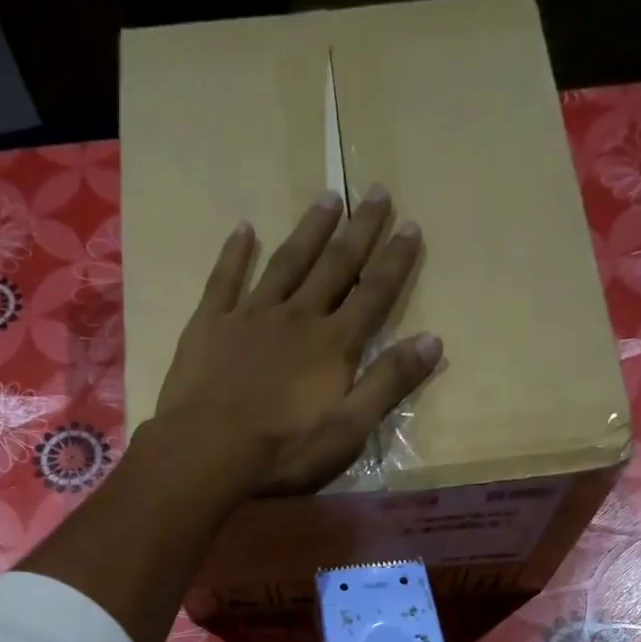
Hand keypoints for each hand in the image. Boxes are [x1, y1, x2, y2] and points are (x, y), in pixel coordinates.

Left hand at [150, 185, 438, 495]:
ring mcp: (250, 315)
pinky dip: (235, 252)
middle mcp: (297, 317)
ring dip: (309, 230)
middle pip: (334, 266)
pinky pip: (225, 279)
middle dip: (359, 230)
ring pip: (286, 263)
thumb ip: (388, 383)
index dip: (394, 261)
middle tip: (376, 191)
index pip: (373, 294)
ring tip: (327, 198)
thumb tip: (433, 340)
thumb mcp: (348, 429)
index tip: (411, 226)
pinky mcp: (210, 324)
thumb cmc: (283, 450)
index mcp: (333, 344)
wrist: (207, 451)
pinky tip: (244, 228)